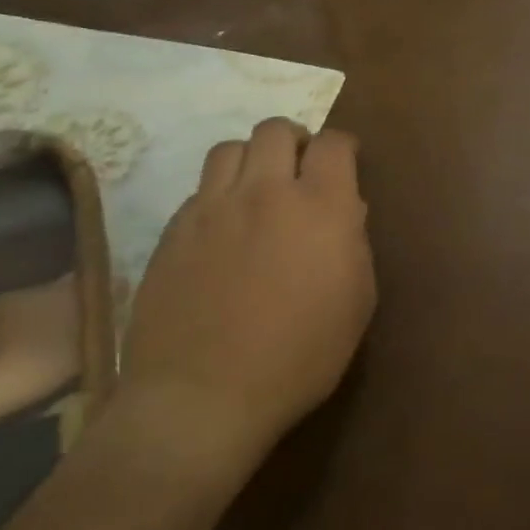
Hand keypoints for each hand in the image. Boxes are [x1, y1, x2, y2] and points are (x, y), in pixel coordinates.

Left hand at [120, 118, 374, 478]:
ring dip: (251, 160)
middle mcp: (265, 192)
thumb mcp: (357, 300)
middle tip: (300, 171)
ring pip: (229, 149)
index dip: (342, 146)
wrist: (202, 399)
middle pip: (275, 130)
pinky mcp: (172, 234)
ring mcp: (211, 210)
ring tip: (257, 190)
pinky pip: (198, 191)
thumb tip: (346, 210)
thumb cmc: (300, 355)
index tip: (345, 162)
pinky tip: (223, 231)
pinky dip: (218, 197)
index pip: (333, 142)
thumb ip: (354, 242)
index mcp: (321, 205)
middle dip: (294, 141)